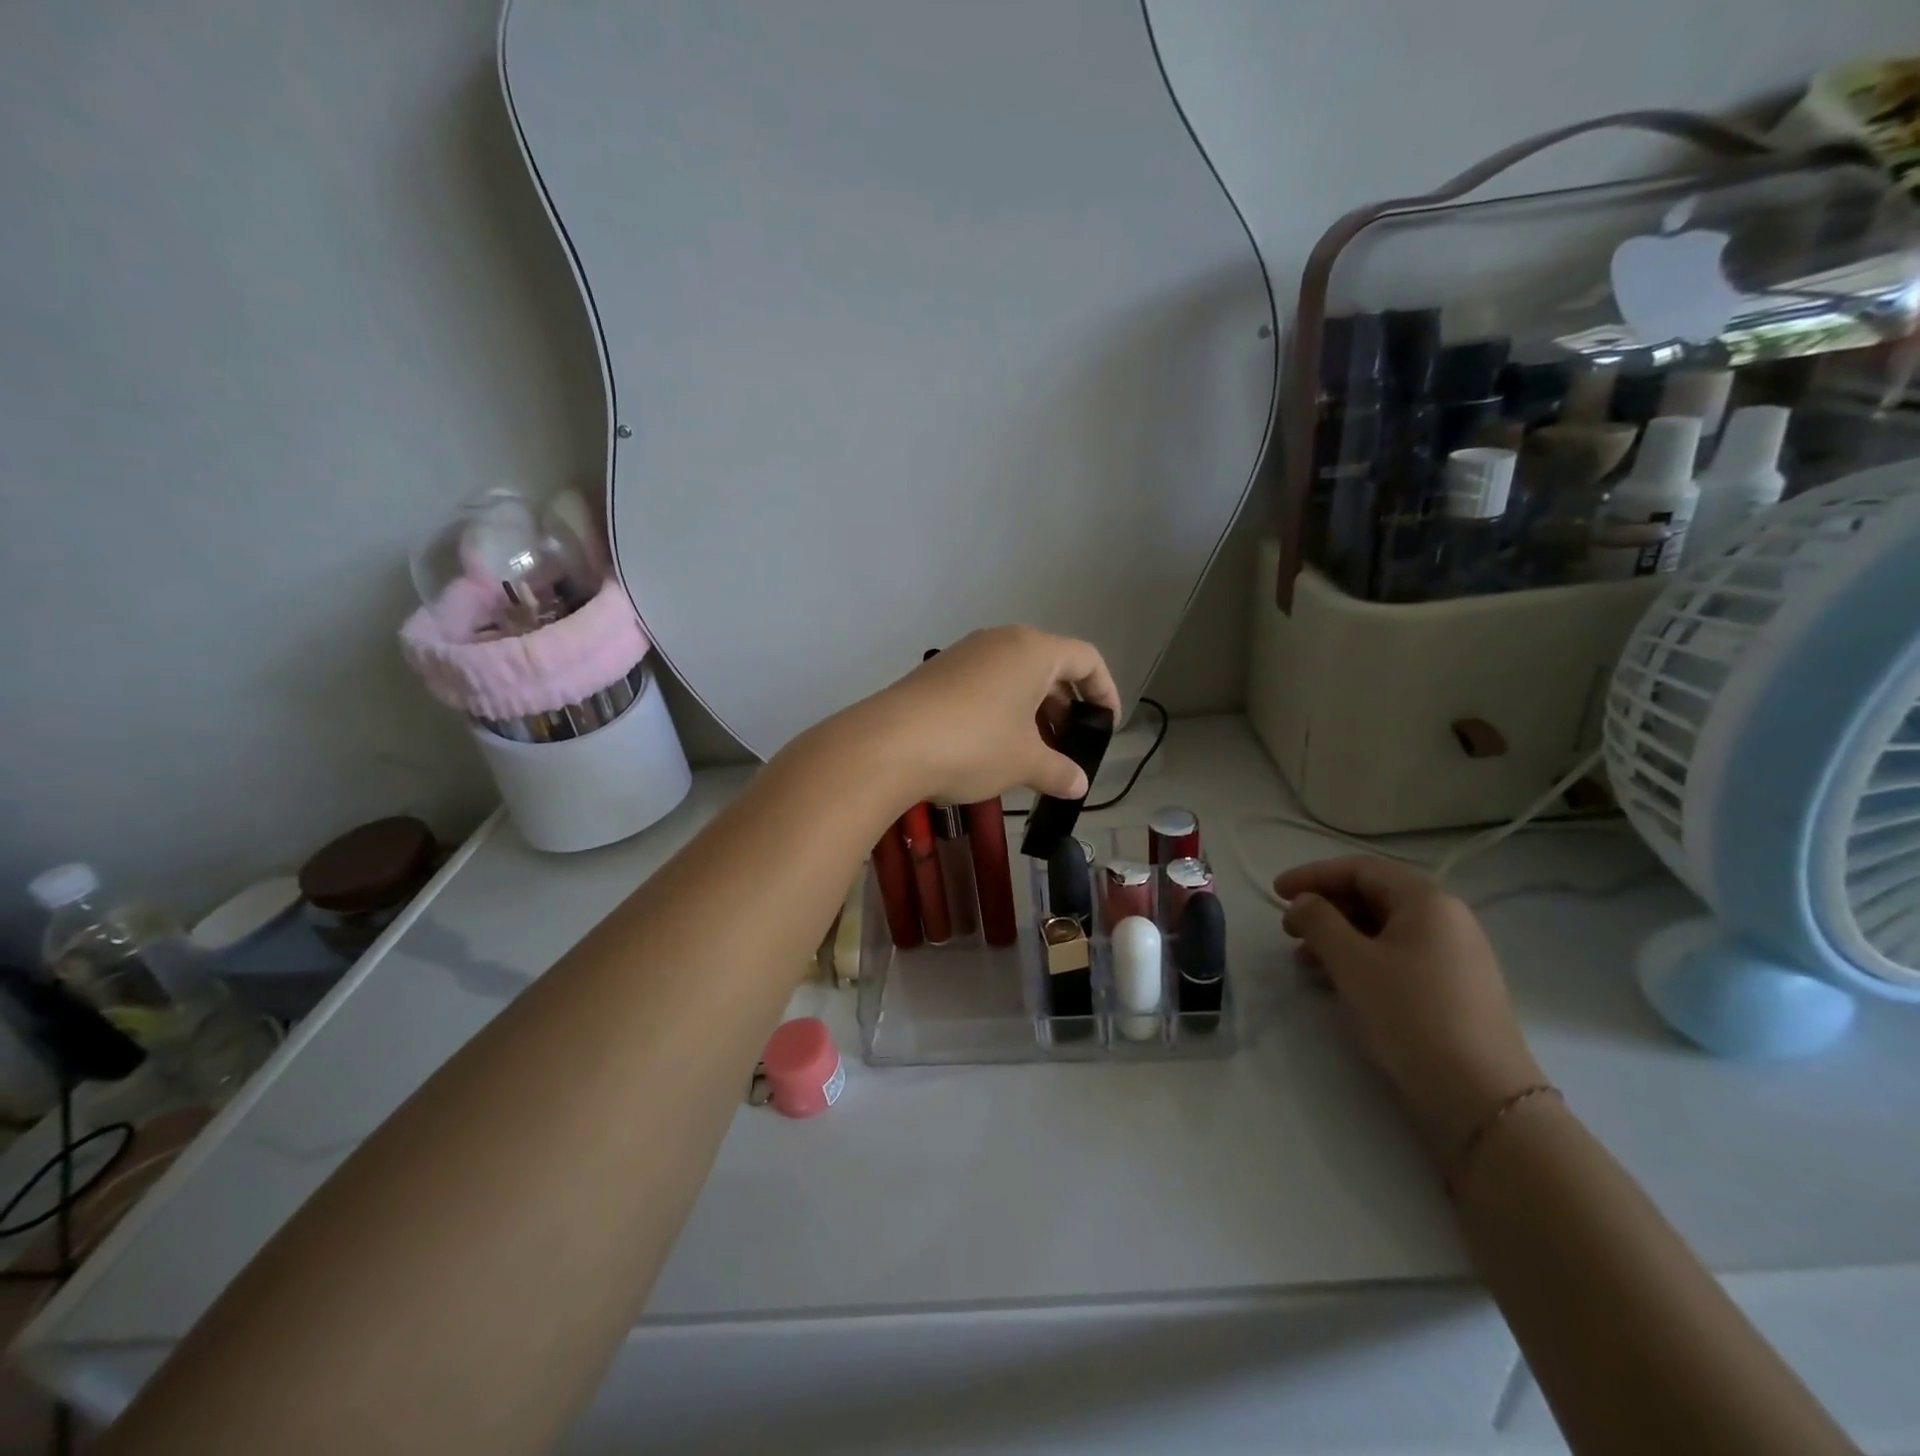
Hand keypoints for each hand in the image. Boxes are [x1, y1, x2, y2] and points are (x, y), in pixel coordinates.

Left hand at [842, 626, 1121, 807]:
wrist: (888, 745)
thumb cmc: (974, 745)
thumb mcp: (1025, 762)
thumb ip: (1059, 771)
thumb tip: (1078, 785)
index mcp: (1033, 650)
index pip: (1086, 659)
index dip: (1105, 692)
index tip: (1107, 727)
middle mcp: (1000, 642)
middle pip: (1050, 666)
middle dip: (1066, 707)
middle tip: (1069, 746)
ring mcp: (964, 655)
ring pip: (1015, 678)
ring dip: (1033, 713)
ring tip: (1035, 754)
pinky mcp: (937, 674)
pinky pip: (985, 686)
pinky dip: (1002, 712)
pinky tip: (996, 749)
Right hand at [1277, 856, 1543, 1163]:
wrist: (1482, 1097)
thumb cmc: (1410, 1014)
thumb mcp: (1352, 962)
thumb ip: (1318, 921)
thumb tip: (1303, 902)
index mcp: (1426, 901)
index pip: (1359, 869)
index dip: (1312, 875)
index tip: (1276, 893)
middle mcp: (1446, 919)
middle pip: (1373, 896)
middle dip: (1325, 907)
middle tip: (1288, 929)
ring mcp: (1455, 955)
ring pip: (1383, 929)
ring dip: (1338, 936)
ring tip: (1305, 961)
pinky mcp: (1454, 988)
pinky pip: (1398, 955)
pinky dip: (1362, 958)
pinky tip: (1339, 981)